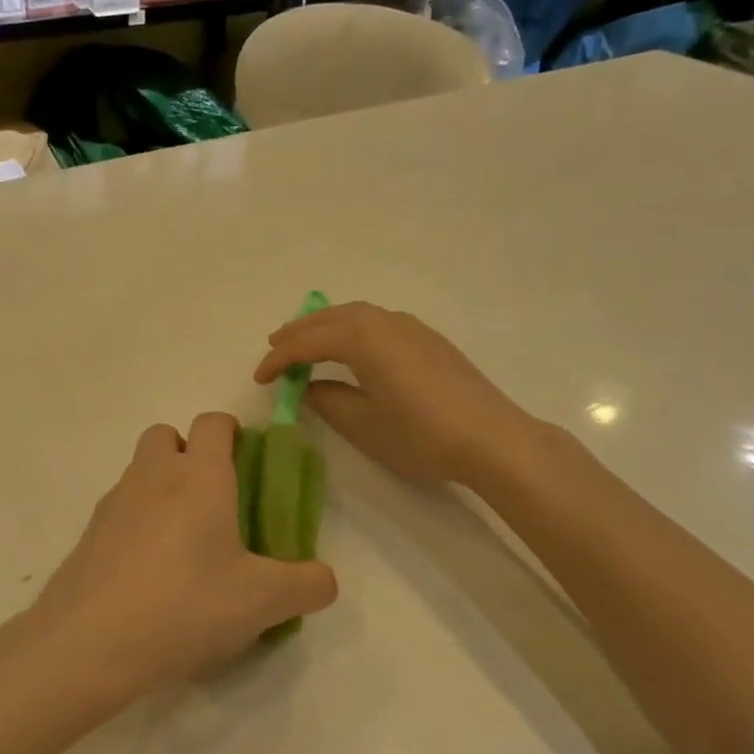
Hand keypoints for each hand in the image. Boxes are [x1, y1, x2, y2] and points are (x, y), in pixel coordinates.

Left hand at [15, 414, 336, 704]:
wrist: (90, 642)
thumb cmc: (186, 605)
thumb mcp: (263, 602)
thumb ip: (307, 585)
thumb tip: (323, 579)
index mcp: (199, 477)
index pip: (213, 423)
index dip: (232, 433)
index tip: (246, 465)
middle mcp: (153, 476)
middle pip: (166, 435)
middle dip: (188, 453)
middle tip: (212, 503)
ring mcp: (113, 503)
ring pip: (139, 472)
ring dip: (160, 489)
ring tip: (182, 546)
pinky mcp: (88, 534)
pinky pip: (118, 511)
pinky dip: (135, 524)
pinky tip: (148, 574)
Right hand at [254, 301, 538, 487]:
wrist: (493, 439)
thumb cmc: (421, 435)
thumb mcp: (363, 424)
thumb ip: (328, 401)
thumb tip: (309, 387)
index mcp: (363, 339)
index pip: (308, 343)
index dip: (279, 360)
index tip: (259, 379)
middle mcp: (384, 322)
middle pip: (330, 318)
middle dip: (299, 332)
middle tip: (274, 347)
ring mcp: (411, 327)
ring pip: (356, 314)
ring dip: (325, 325)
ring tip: (307, 341)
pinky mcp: (429, 339)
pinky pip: (378, 321)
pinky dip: (352, 327)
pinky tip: (353, 346)